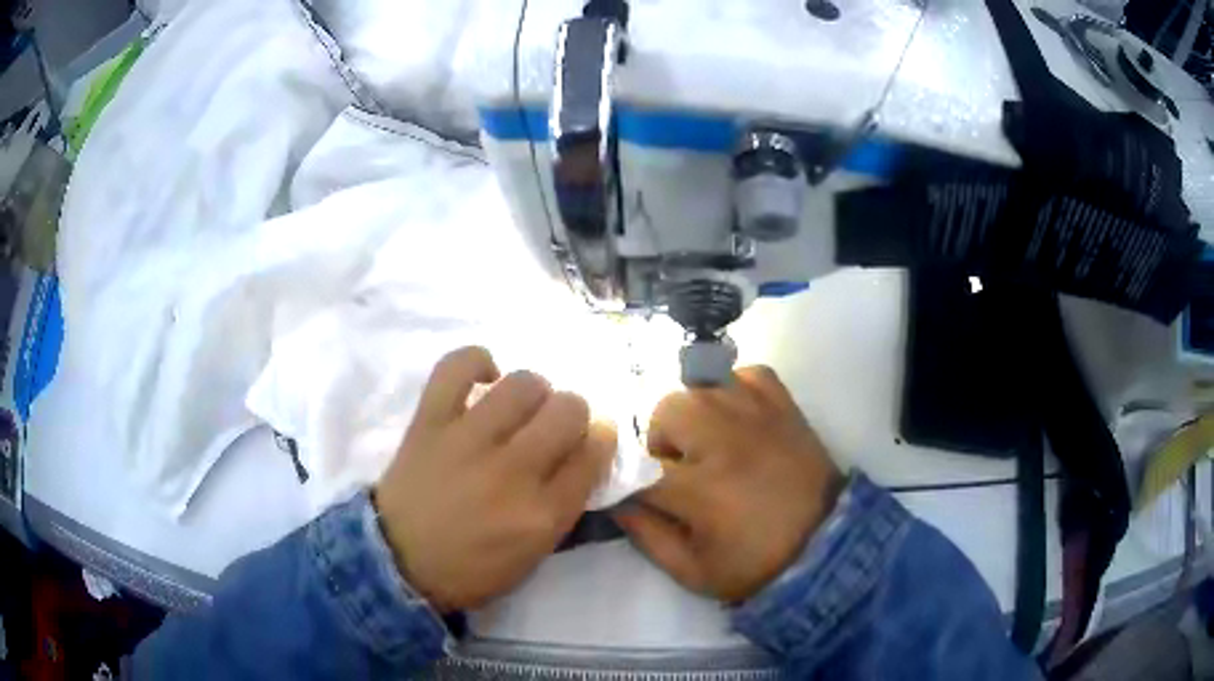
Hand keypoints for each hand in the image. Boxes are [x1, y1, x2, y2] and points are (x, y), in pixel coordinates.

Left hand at [374, 346, 614, 612]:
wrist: (399, 562)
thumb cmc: (471, 568)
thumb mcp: (534, 554)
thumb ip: (564, 506)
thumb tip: (581, 454)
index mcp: (543, 514)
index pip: (594, 453)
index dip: (600, 438)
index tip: (592, 438)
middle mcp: (513, 471)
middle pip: (569, 410)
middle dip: (572, 413)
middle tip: (554, 425)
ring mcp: (469, 441)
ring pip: (524, 384)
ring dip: (533, 392)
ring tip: (519, 407)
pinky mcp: (431, 421)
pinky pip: (457, 366)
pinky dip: (477, 362)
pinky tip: (484, 378)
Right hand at [615, 366, 841, 603]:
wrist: (825, 547)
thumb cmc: (754, 565)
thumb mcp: (690, 570)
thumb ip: (644, 534)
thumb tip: (613, 498)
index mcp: (702, 490)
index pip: (637, 468)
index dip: (625, 480)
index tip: (631, 492)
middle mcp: (728, 441)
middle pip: (666, 411)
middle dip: (660, 442)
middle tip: (679, 469)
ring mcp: (760, 415)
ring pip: (700, 386)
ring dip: (693, 415)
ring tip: (708, 444)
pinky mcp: (785, 405)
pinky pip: (746, 373)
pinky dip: (733, 391)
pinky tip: (738, 420)